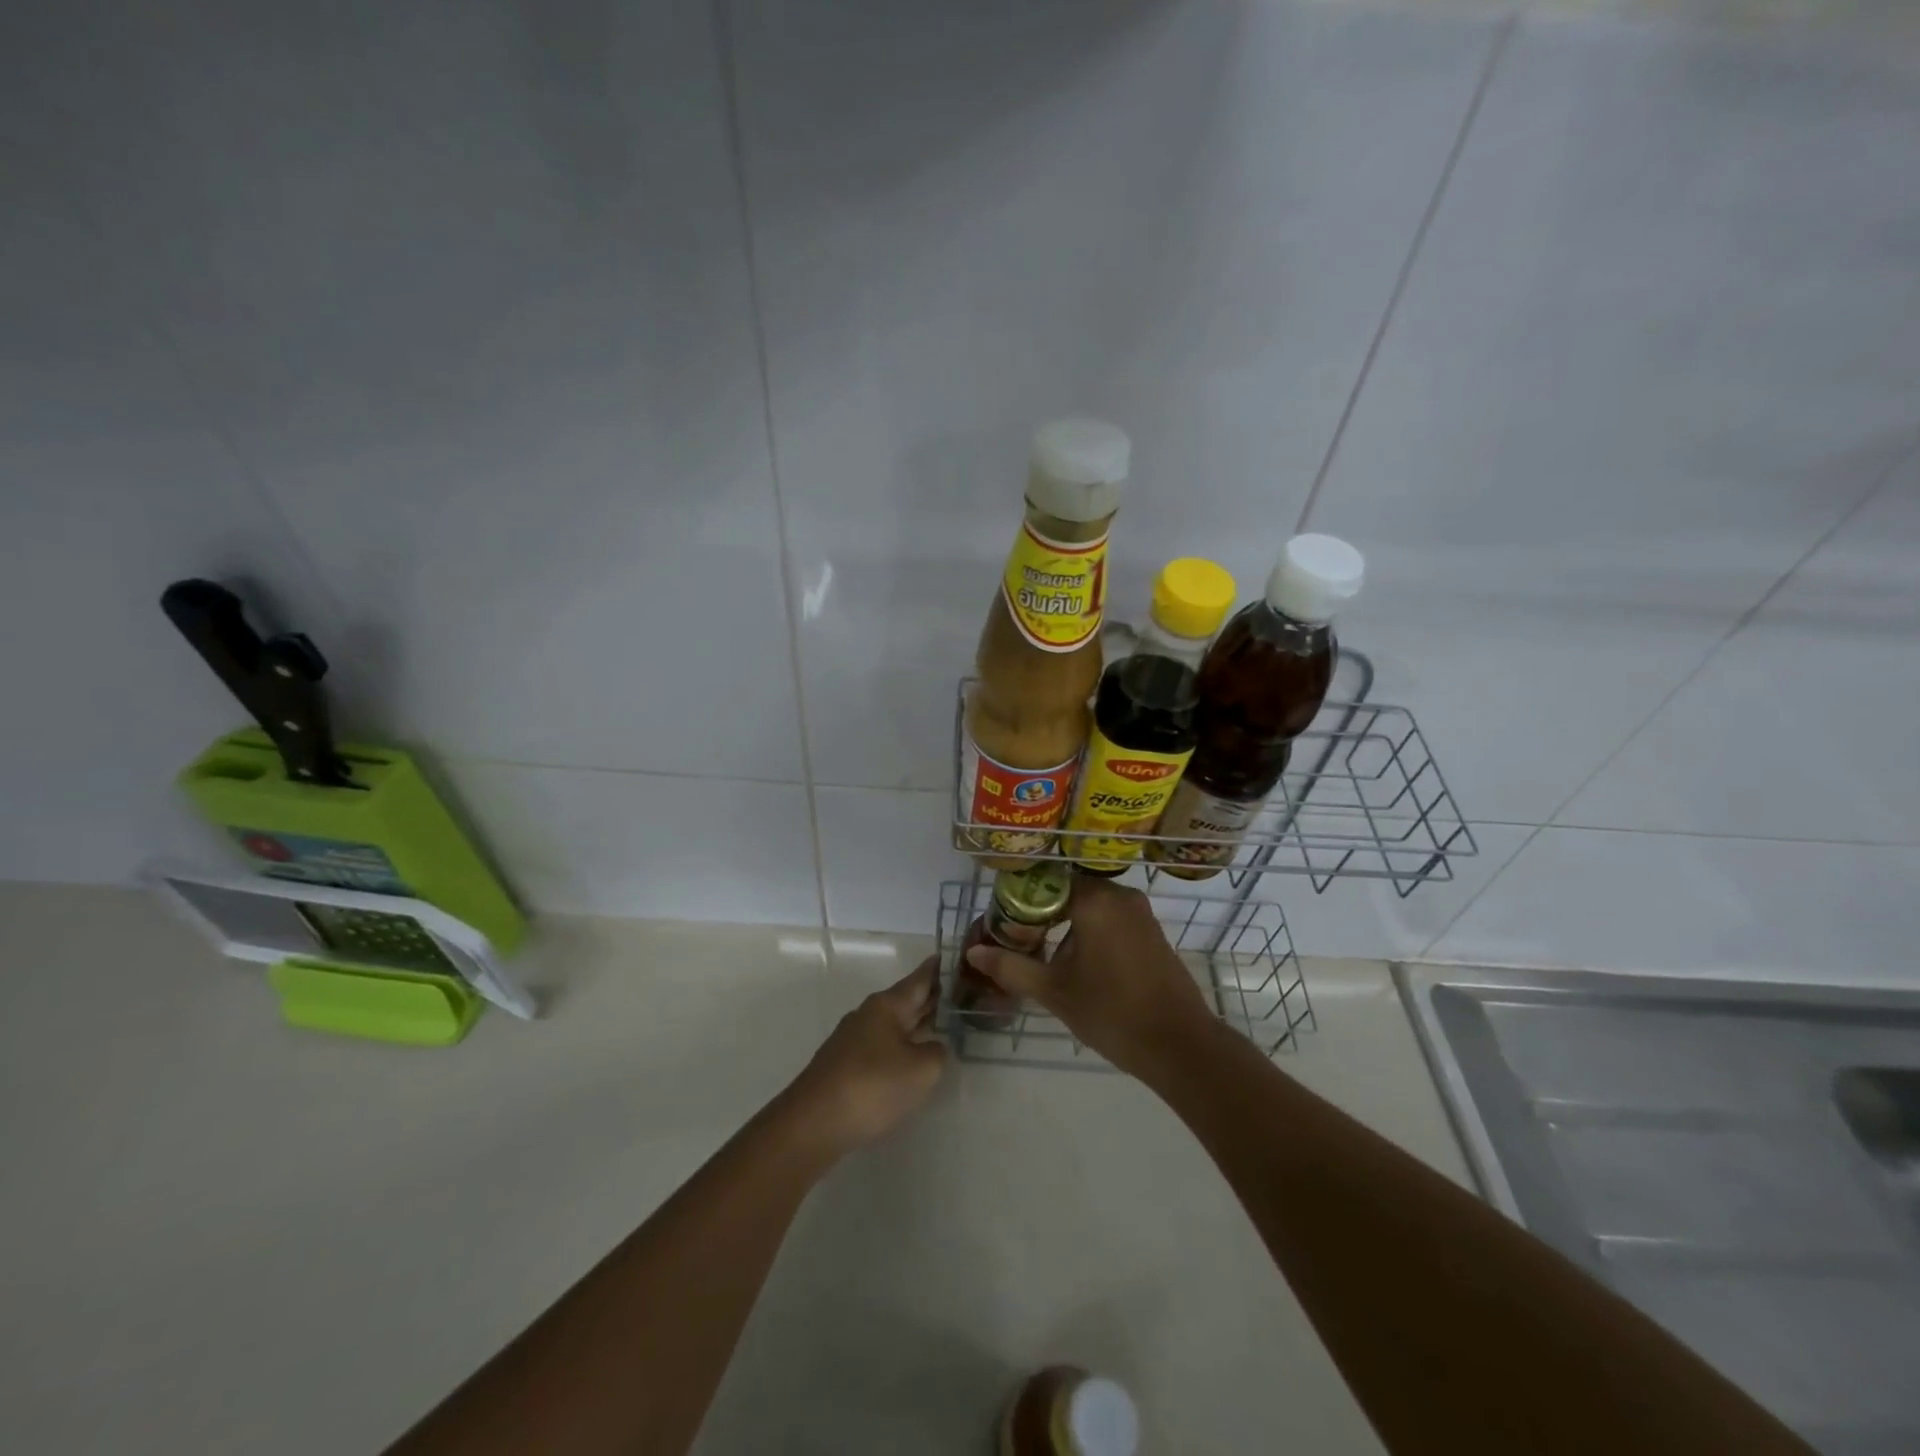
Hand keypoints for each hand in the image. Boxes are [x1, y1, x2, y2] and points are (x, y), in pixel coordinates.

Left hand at [781, 958, 948, 1159]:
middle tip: (957, 993)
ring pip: (893, 1025)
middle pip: (905, 1001)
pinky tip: (909, 1060)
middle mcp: (868, 1015)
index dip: (936, 969)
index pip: (919, 979)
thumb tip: (932, 1047)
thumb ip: (936, 1052)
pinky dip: (900, 1046)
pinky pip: (881, 1046)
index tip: (948, 956)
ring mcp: (853, 1040)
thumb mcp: (921, 1070)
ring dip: (915, 1024)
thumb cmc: (872, 1086)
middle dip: (929, 998)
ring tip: (940, 1026)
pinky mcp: (844, 1065)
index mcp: (887, 1006)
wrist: (813, 1123)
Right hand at [964, 876, 1219, 1080]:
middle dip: (1039, 912)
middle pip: (1066, 890)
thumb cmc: (1112, 1013)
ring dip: (1064, 922)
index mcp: (1095, 900)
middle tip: (1016, 940)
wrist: (1180, 1046)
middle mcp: (1119, 895)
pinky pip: (1109, 918)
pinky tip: (1074, 962)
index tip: (1001, 924)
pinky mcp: (1151, 931)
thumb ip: (1012, 966)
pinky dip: (1087, 930)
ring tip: (1040, 953)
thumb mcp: (1054, 991)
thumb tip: (974, 952)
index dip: (1018, 900)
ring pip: (1089, 904)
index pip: (1044, 882)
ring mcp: (1139, 912)